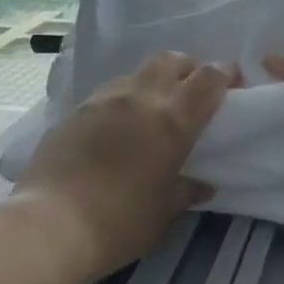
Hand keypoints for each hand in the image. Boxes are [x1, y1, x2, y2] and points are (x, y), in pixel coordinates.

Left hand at [13, 52, 235, 283]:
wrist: (51, 223)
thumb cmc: (119, 222)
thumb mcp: (162, 213)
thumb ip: (185, 192)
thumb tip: (203, 185)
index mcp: (172, 121)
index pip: (207, 79)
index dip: (224, 74)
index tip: (233, 82)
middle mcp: (140, 98)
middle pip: (171, 60)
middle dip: (188, 68)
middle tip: (193, 91)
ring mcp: (103, 100)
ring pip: (137, 73)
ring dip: (153, 82)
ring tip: (153, 110)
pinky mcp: (75, 111)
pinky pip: (108, 93)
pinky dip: (123, 100)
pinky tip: (118, 127)